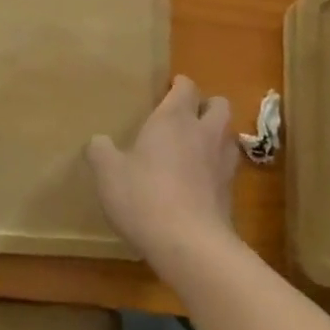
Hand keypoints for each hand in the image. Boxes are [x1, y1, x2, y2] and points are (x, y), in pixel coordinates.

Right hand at [88, 75, 239, 276]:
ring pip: (229, 135)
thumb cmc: (144, 197)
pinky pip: (229, 167)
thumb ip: (101, 151)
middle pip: (219, 104)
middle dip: (206, 105)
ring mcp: (223, 162)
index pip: (187, 87)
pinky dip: (218, 167)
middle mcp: (204, 132)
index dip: (178, 85)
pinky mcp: (231, 192)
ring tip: (196, 148)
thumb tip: (98, 141)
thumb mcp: (108, 173)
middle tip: (185, 118)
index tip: (167, 89)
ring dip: (216, 135)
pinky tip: (200, 181)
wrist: (190, 244)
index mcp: (174, 118)